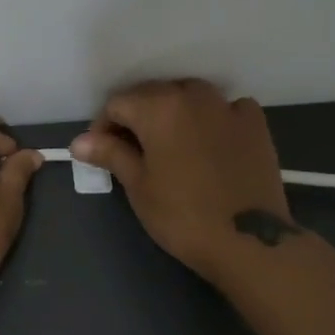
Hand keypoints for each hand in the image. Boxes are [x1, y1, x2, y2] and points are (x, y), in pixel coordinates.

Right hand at [71, 80, 294, 284]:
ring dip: (174, 112)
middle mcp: (192, 96)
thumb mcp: (138, 186)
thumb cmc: (182, 215)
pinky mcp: (256, 123)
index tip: (102, 153)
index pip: (117, 103)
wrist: (249, 241)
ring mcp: (228, 106)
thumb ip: (110, 154)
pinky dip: (214, 118)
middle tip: (132, 151)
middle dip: (137, 117)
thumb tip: (79, 142)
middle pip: (153, 94)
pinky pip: (226, 108)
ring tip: (170, 144)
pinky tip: (211, 141)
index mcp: (158, 106)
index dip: (103, 127)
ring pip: (190, 96)